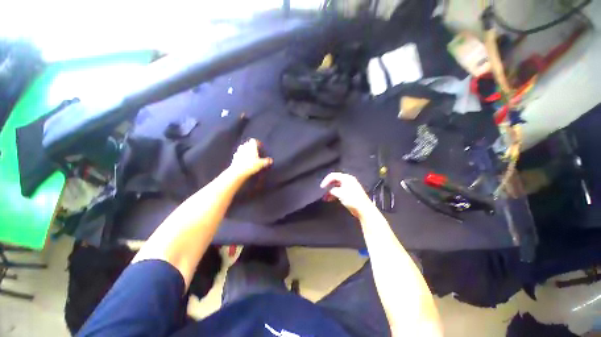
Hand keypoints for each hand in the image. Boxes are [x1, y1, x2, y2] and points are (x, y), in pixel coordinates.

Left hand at [230, 139, 272, 178]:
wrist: (238, 172)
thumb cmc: (251, 165)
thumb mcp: (261, 164)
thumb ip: (266, 161)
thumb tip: (271, 160)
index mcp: (251, 147)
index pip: (253, 141)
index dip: (257, 142)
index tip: (260, 146)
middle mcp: (244, 147)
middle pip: (247, 143)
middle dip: (250, 146)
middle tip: (255, 150)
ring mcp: (238, 152)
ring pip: (242, 148)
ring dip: (245, 150)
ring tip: (249, 155)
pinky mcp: (234, 158)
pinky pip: (238, 154)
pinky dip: (240, 155)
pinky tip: (243, 160)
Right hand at [320, 172, 375, 219]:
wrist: (363, 209)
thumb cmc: (352, 199)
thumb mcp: (340, 193)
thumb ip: (333, 190)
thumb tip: (330, 191)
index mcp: (347, 178)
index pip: (333, 175)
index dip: (326, 180)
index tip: (321, 187)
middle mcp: (348, 181)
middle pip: (335, 180)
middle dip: (328, 186)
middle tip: (322, 191)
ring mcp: (349, 187)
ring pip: (336, 186)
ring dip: (330, 191)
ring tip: (325, 198)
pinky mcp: (349, 193)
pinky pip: (339, 191)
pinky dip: (334, 194)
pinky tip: (330, 199)